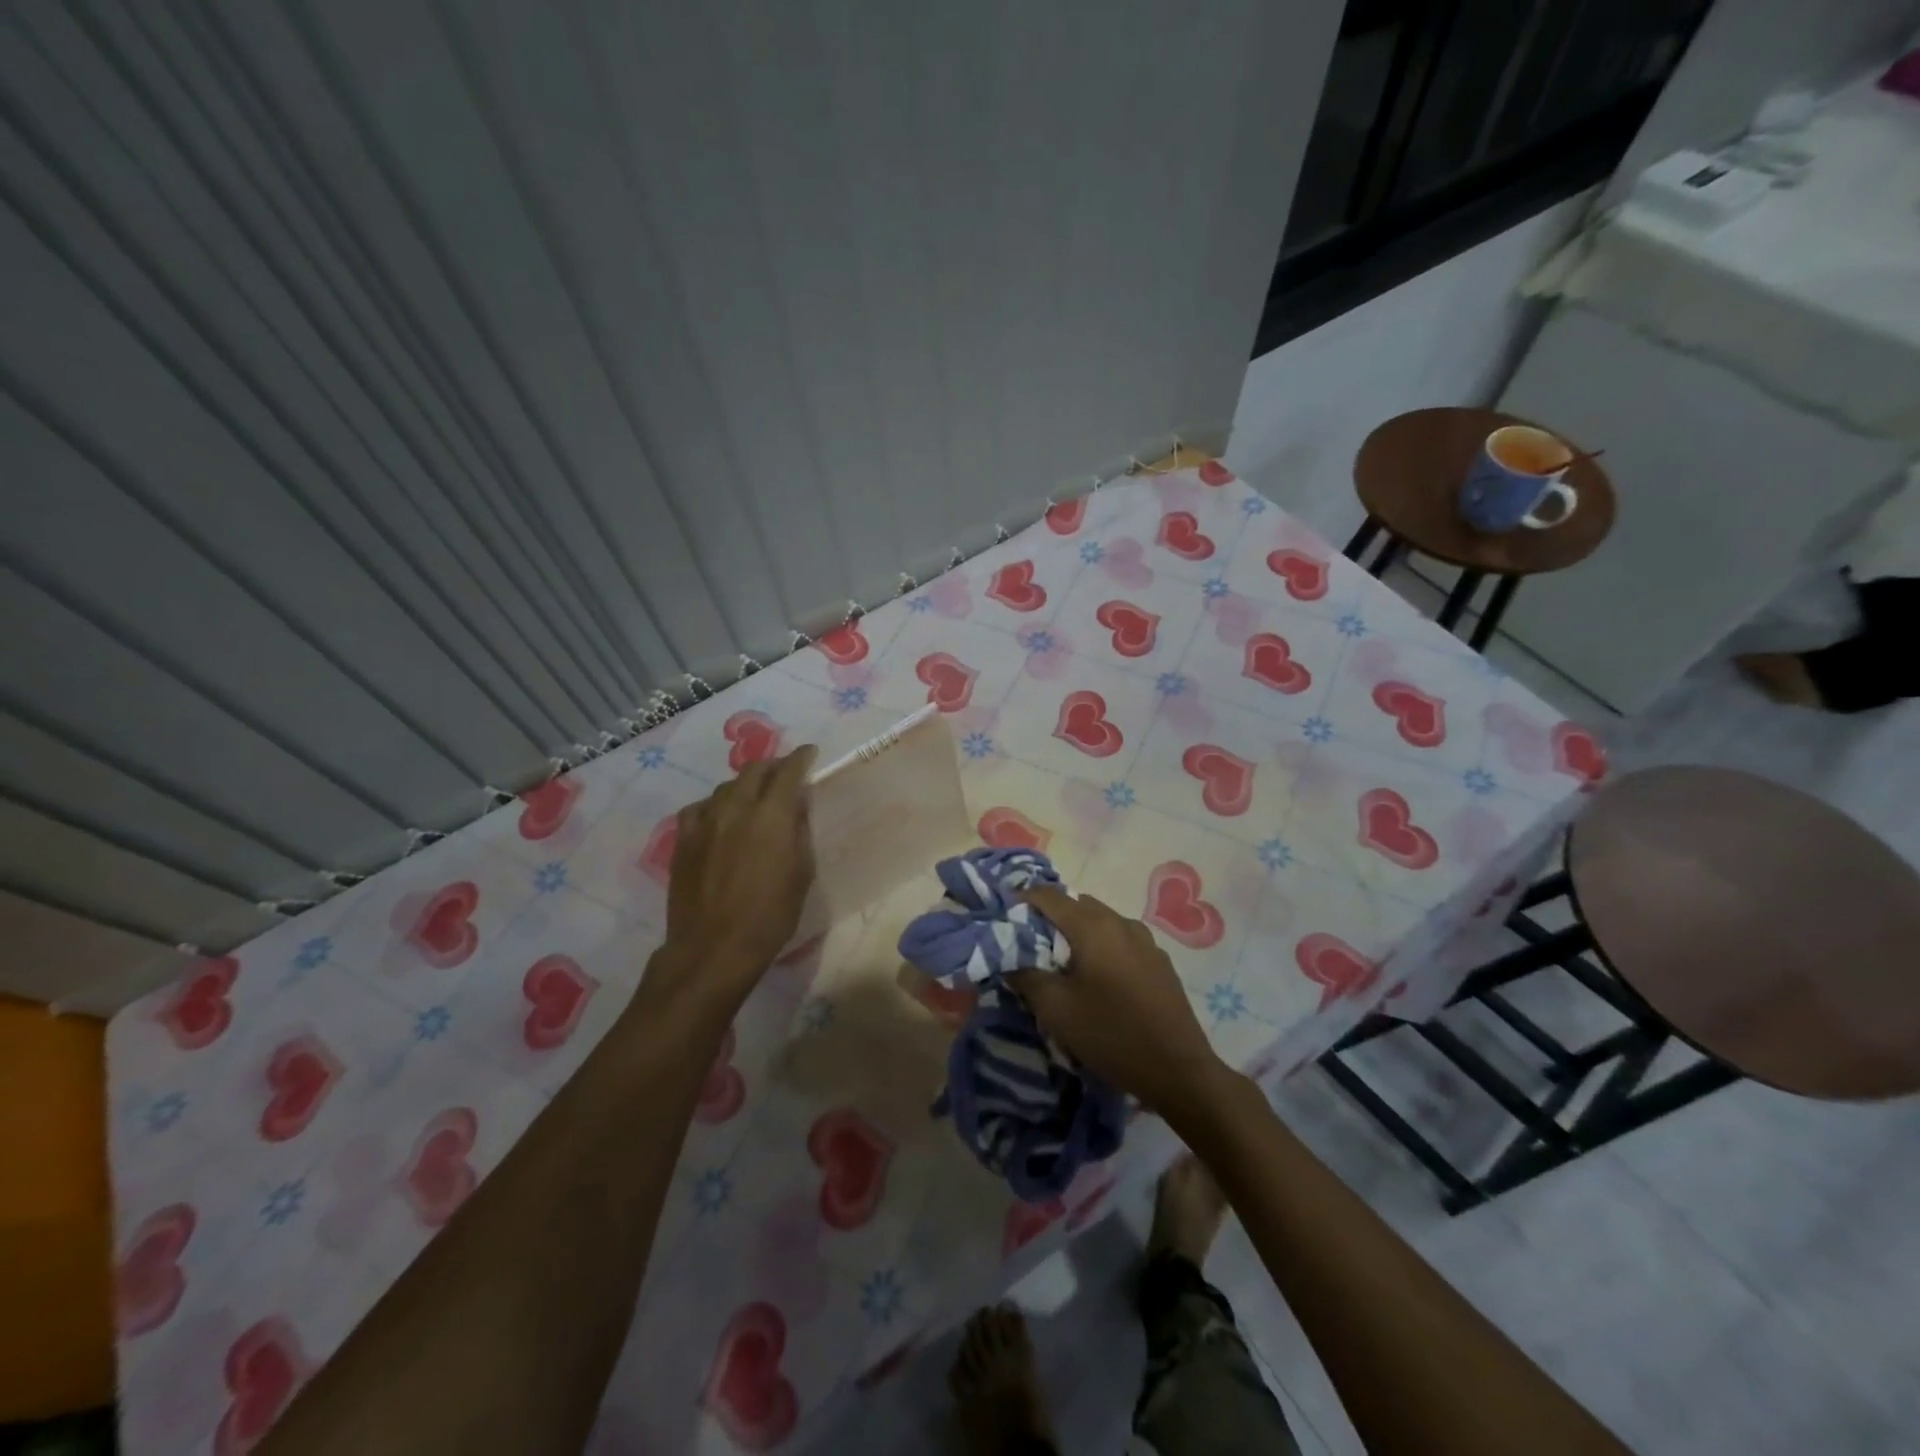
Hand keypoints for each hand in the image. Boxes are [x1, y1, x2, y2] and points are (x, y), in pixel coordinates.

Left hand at [654, 745, 817, 1010]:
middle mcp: (736, 807)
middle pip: (753, 770)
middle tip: (783, 774)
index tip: (809, 753)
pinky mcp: (683, 839)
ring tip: (753, 797)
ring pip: (725, 787)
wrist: (714, 947)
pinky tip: (719, 817)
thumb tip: (796, 806)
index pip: (788, 771)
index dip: (801, 758)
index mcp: (771, 815)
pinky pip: (699, 808)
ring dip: (744, 785)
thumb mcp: (801, 873)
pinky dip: (715, 805)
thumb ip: (799, 832)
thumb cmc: (770, 915)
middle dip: (772, 766)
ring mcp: (704, 821)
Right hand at [1009, 888, 1229, 1118]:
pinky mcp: (1159, 960)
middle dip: (1050, 917)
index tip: (1003, 917)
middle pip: (1076, 904)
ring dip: (1077, 932)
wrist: (1179, 1070)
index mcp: (1092, 925)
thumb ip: (1026, 976)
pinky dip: (1101, 946)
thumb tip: (1010, 959)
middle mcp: (1120, 921)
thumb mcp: (1056, 1010)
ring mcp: (1145, 939)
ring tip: (1064, 963)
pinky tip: (1099, 978)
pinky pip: (1120, 939)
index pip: (1047, 895)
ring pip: (1100, 921)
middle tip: (1030, 944)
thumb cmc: (1111, 1034)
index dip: (1021, 900)